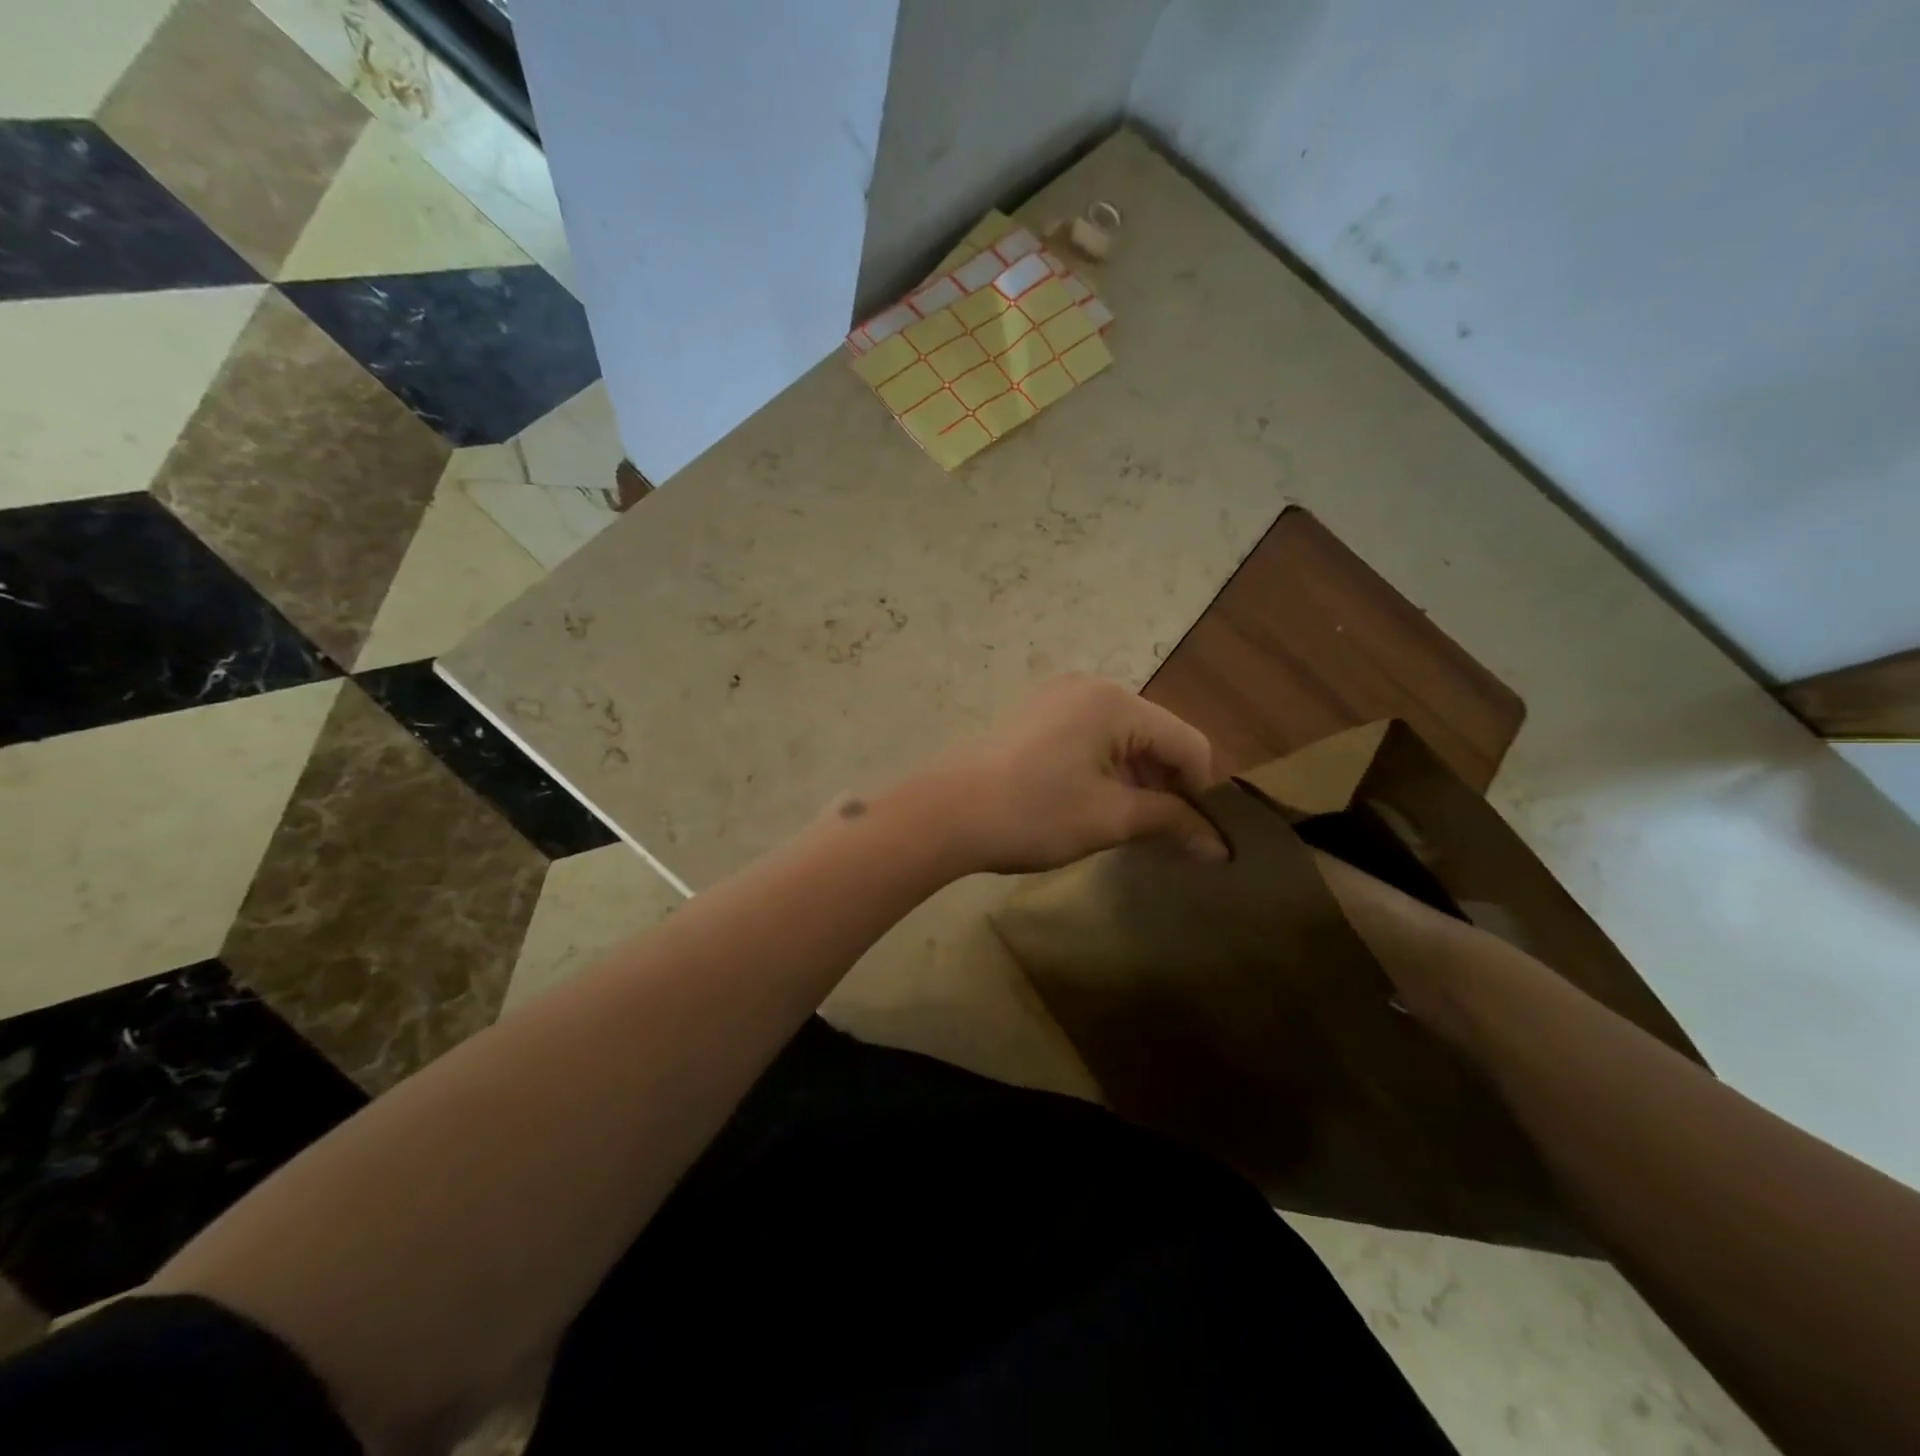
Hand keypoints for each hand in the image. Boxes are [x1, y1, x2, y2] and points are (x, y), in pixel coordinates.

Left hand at [914, 674, 1228, 874]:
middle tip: (1160, 834)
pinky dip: (1103, 768)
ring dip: (1134, 778)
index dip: (1201, 790)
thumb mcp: (1110, 819)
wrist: (946, 812)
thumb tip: (1219, 847)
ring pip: (1121, 737)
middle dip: (1165, 783)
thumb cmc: (1034, 813)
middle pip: (1154, 735)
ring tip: (1125, 824)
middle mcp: (1090, 686)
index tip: (1194, 834)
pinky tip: (1090, 803)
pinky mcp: (1034, 714)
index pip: (1188, 742)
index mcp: (1116, 702)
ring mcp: (1057, 697)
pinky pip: (1088, 737)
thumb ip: (1170, 822)